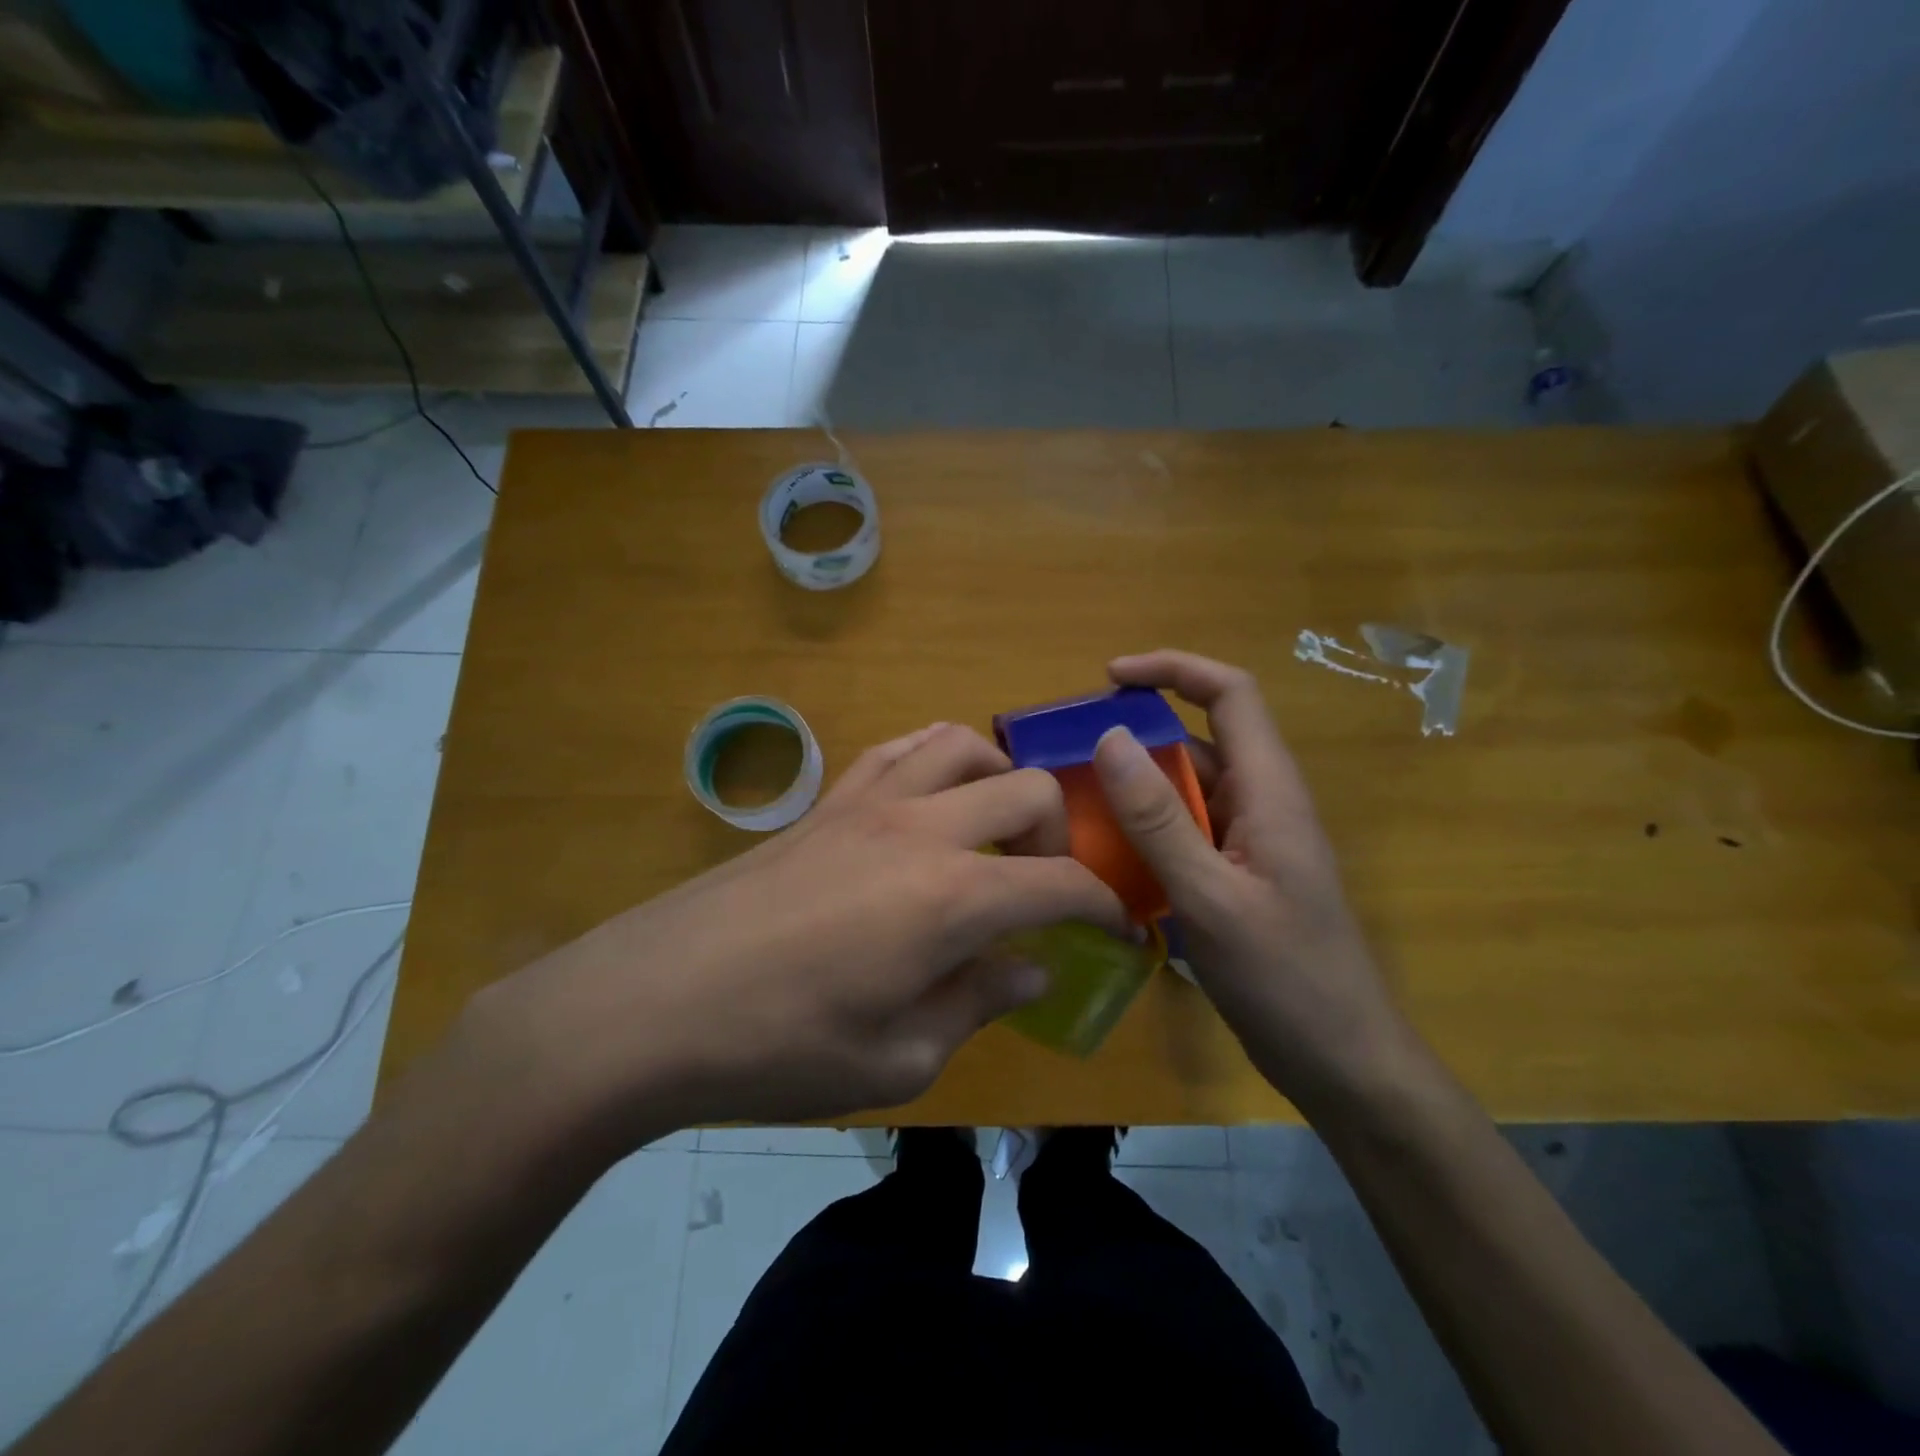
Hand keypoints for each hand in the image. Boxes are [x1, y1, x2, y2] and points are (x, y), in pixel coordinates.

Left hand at [461, 724, 1126, 1145]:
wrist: (650, 1004)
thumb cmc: (779, 1048)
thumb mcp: (899, 1060)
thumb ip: (977, 1004)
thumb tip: (1029, 970)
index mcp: (952, 898)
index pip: (1062, 884)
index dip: (1105, 908)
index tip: (1119, 935)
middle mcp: (922, 829)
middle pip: (1027, 790)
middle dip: (1059, 836)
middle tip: (1043, 889)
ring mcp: (869, 802)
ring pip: (962, 743)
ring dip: (998, 780)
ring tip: (991, 832)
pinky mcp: (826, 802)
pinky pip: (897, 749)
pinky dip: (935, 760)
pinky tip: (929, 802)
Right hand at [1091, 650, 1416, 1110]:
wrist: (1342, 1063)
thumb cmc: (1286, 979)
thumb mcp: (1212, 898)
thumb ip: (1159, 820)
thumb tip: (1109, 738)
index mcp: (1270, 791)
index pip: (1231, 694)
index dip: (1174, 669)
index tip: (1111, 677)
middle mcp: (1261, 803)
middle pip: (1199, 739)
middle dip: (1136, 733)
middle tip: (1068, 750)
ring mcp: (1249, 842)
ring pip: (1186, 790)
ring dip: (1134, 787)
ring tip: (1071, 800)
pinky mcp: (1235, 876)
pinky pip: (1184, 833)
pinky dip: (1143, 830)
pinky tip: (1102, 855)